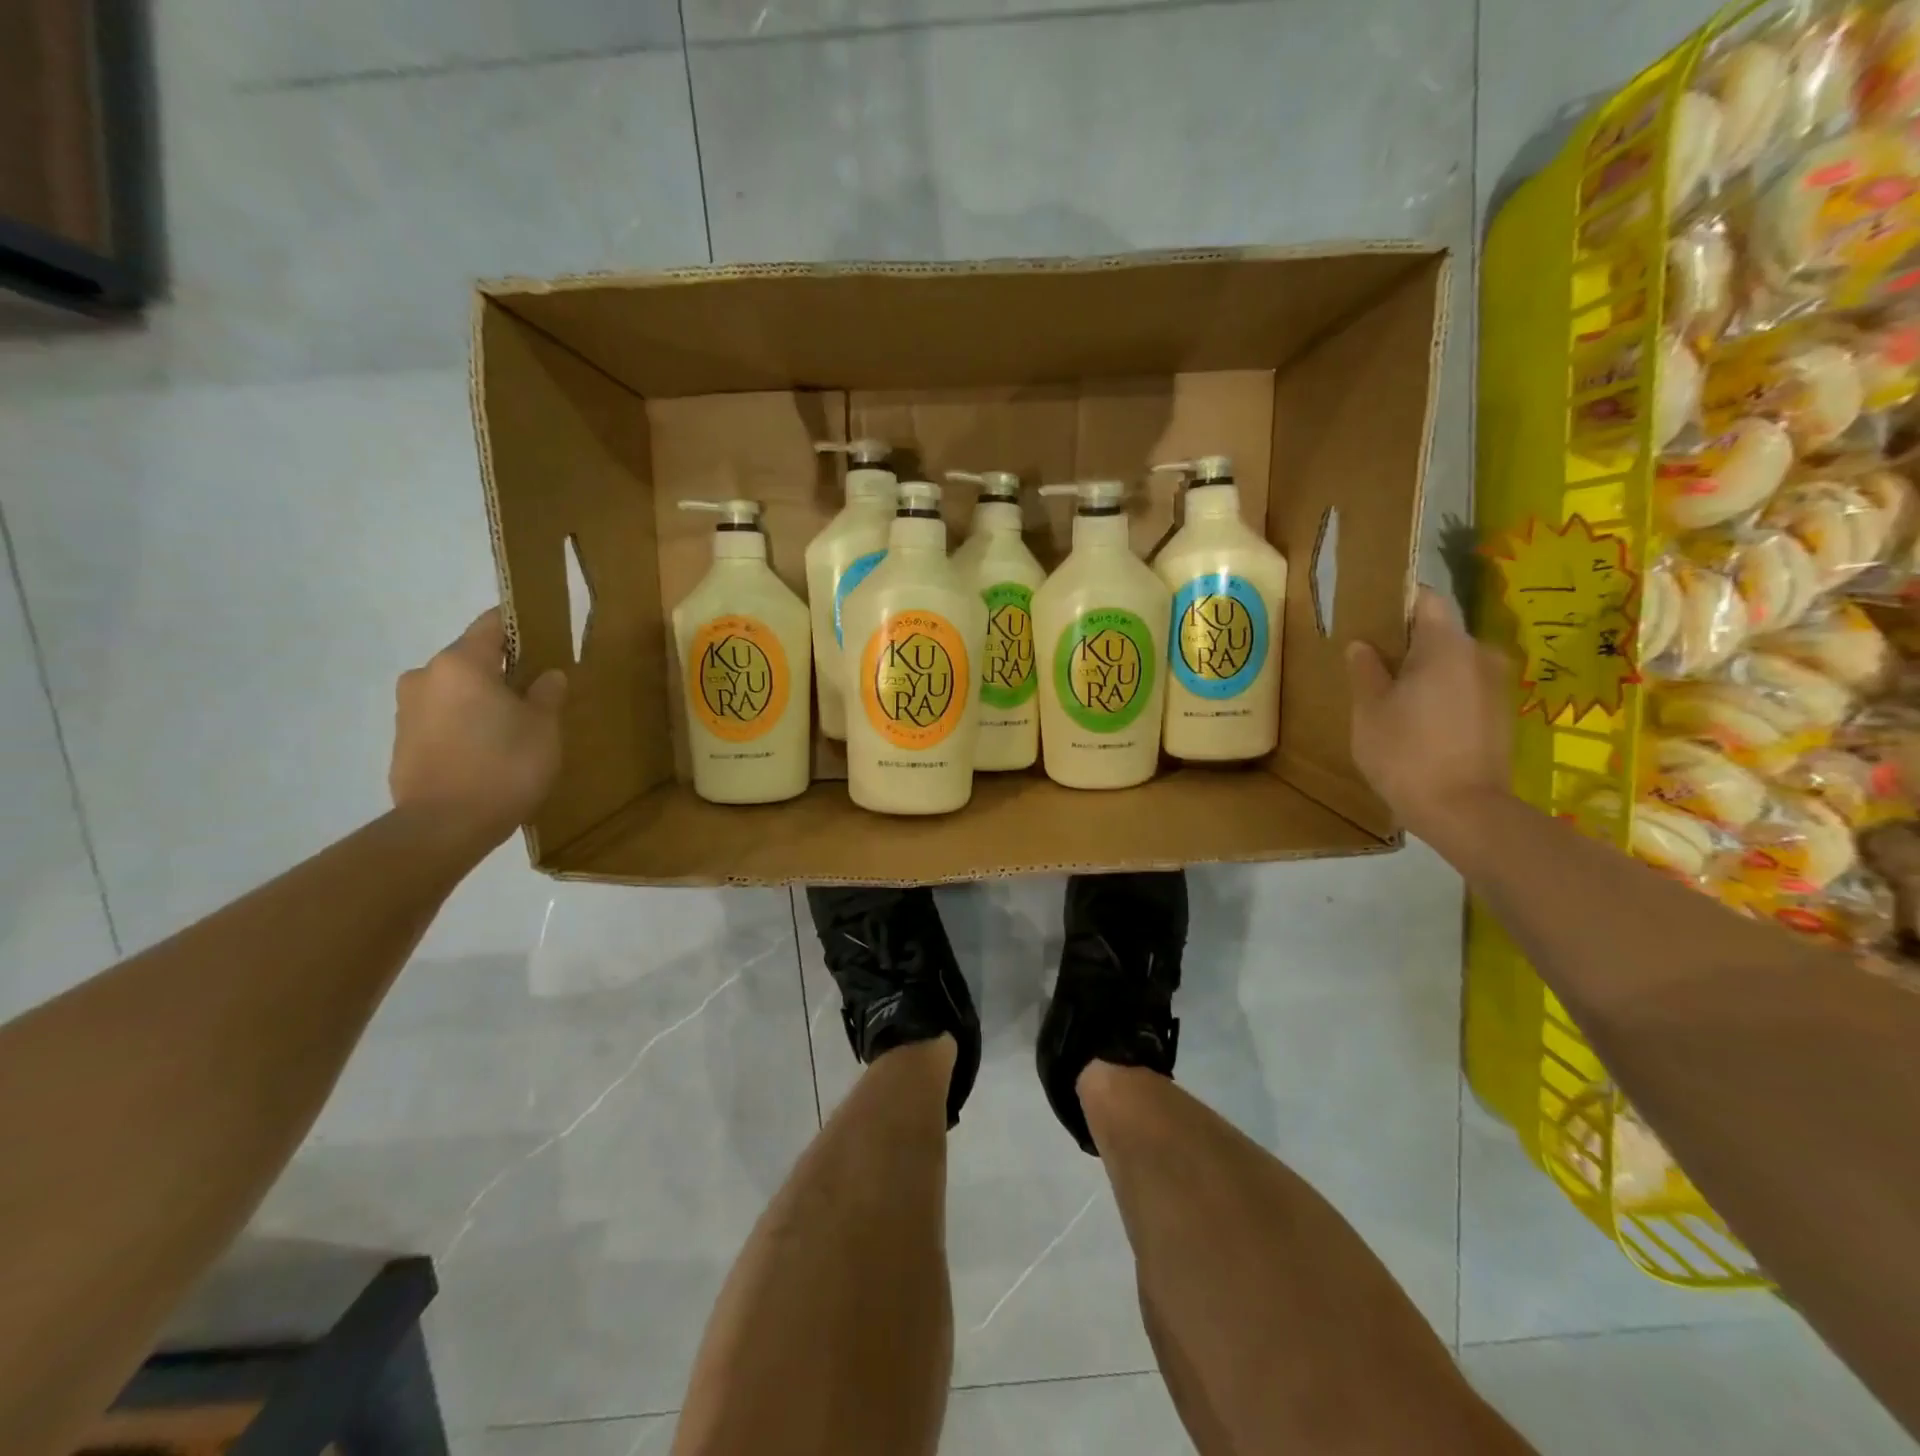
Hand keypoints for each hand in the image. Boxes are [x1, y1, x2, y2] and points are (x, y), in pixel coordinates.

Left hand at [389, 608, 566, 842]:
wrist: (444, 827)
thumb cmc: (503, 766)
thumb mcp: (544, 728)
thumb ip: (547, 694)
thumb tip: (547, 676)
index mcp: (461, 663)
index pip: (493, 624)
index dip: (521, 626)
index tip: (545, 636)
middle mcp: (426, 676)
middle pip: (472, 659)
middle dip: (503, 671)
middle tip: (537, 695)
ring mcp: (408, 709)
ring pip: (456, 691)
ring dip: (482, 701)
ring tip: (513, 730)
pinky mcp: (402, 742)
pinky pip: (442, 719)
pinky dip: (465, 726)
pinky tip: (488, 752)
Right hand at [1346, 587, 1511, 842]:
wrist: (1464, 811)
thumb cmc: (1406, 753)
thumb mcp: (1369, 711)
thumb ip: (1365, 670)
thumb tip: (1363, 646)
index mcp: (1445, 646)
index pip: (1426, 599)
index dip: (1398, 600)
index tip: (1370, 616)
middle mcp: (1479, 655)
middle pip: (1440, 632)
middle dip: (1407, 641)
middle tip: (1370, 663)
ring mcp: (1495, 686)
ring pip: (1452, 662)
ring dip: (1424, 671)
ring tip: (1391, 696)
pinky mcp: (1500, 714)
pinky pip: (1464, 687)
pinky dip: (1441, 693)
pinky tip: (1417, 721)